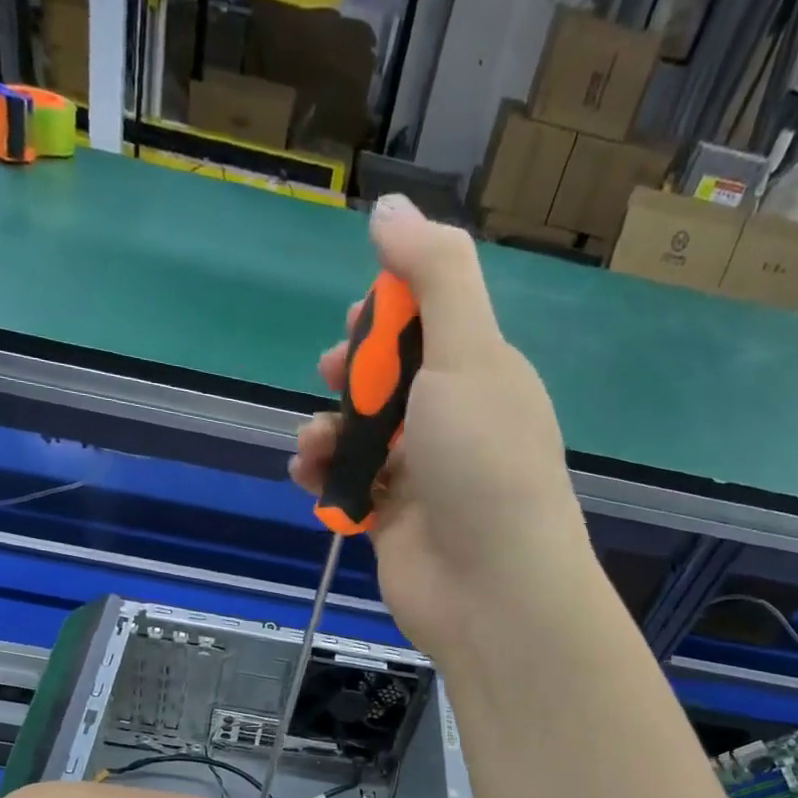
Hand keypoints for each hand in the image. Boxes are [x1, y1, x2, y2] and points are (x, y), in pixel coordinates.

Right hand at [290, 193, 590, 662]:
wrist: (492, 589)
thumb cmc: (484, 463)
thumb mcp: (468, 353)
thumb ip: (435, 276)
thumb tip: (392, 208)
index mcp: (483, 376)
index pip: (432, 325)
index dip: (391, 314)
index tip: (364, 318)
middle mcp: (455, 424)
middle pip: (390, 380)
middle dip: (353, 372)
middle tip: (336, 377)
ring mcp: (422, 478)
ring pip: (362, 436)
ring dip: (327, 428)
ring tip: (314, 444)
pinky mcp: (391, 524)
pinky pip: (348, 485)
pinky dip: (323, 475)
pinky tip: (306, 474)